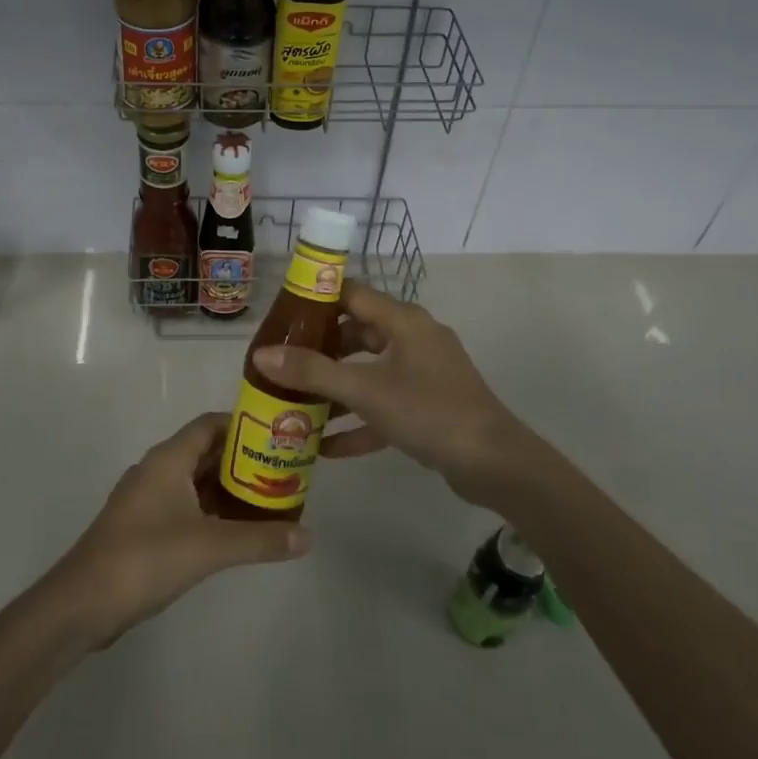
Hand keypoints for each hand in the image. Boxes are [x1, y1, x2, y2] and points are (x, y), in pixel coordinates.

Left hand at [47, 413, 308, 647]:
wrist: (83, 603)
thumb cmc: (145, 558)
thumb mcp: (209, 547)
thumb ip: (259, 539)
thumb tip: (308, 537)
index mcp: (168, 459)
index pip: (210, 424)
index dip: (244, 425)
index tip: (278, 436)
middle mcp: (157, 470)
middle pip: (206, 452)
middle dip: (243, 460)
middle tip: (283, 471)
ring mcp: (148, 500)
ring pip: (196, 482)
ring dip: (229, 489)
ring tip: (270, 499)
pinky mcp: (144, 528)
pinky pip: (186, 507)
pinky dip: (212, 512)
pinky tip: (237, 531)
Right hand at [251, 282, 535, 502]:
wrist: (495, 465)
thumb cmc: (428, 412)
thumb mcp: (365, 391)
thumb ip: (312, 373)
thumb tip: (262, 355)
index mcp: (403, 321)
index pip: (352, 294)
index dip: (317, 300)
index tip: (281, 316)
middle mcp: (413, 338)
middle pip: (357, 334)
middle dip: (320, 350)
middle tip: (282, 363)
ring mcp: (424, 373)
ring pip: (369, 372)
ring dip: (336, 389)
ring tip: (295, 404)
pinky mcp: (429, 405)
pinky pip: (385, 404)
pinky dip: (359, 420)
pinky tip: (326, 447)